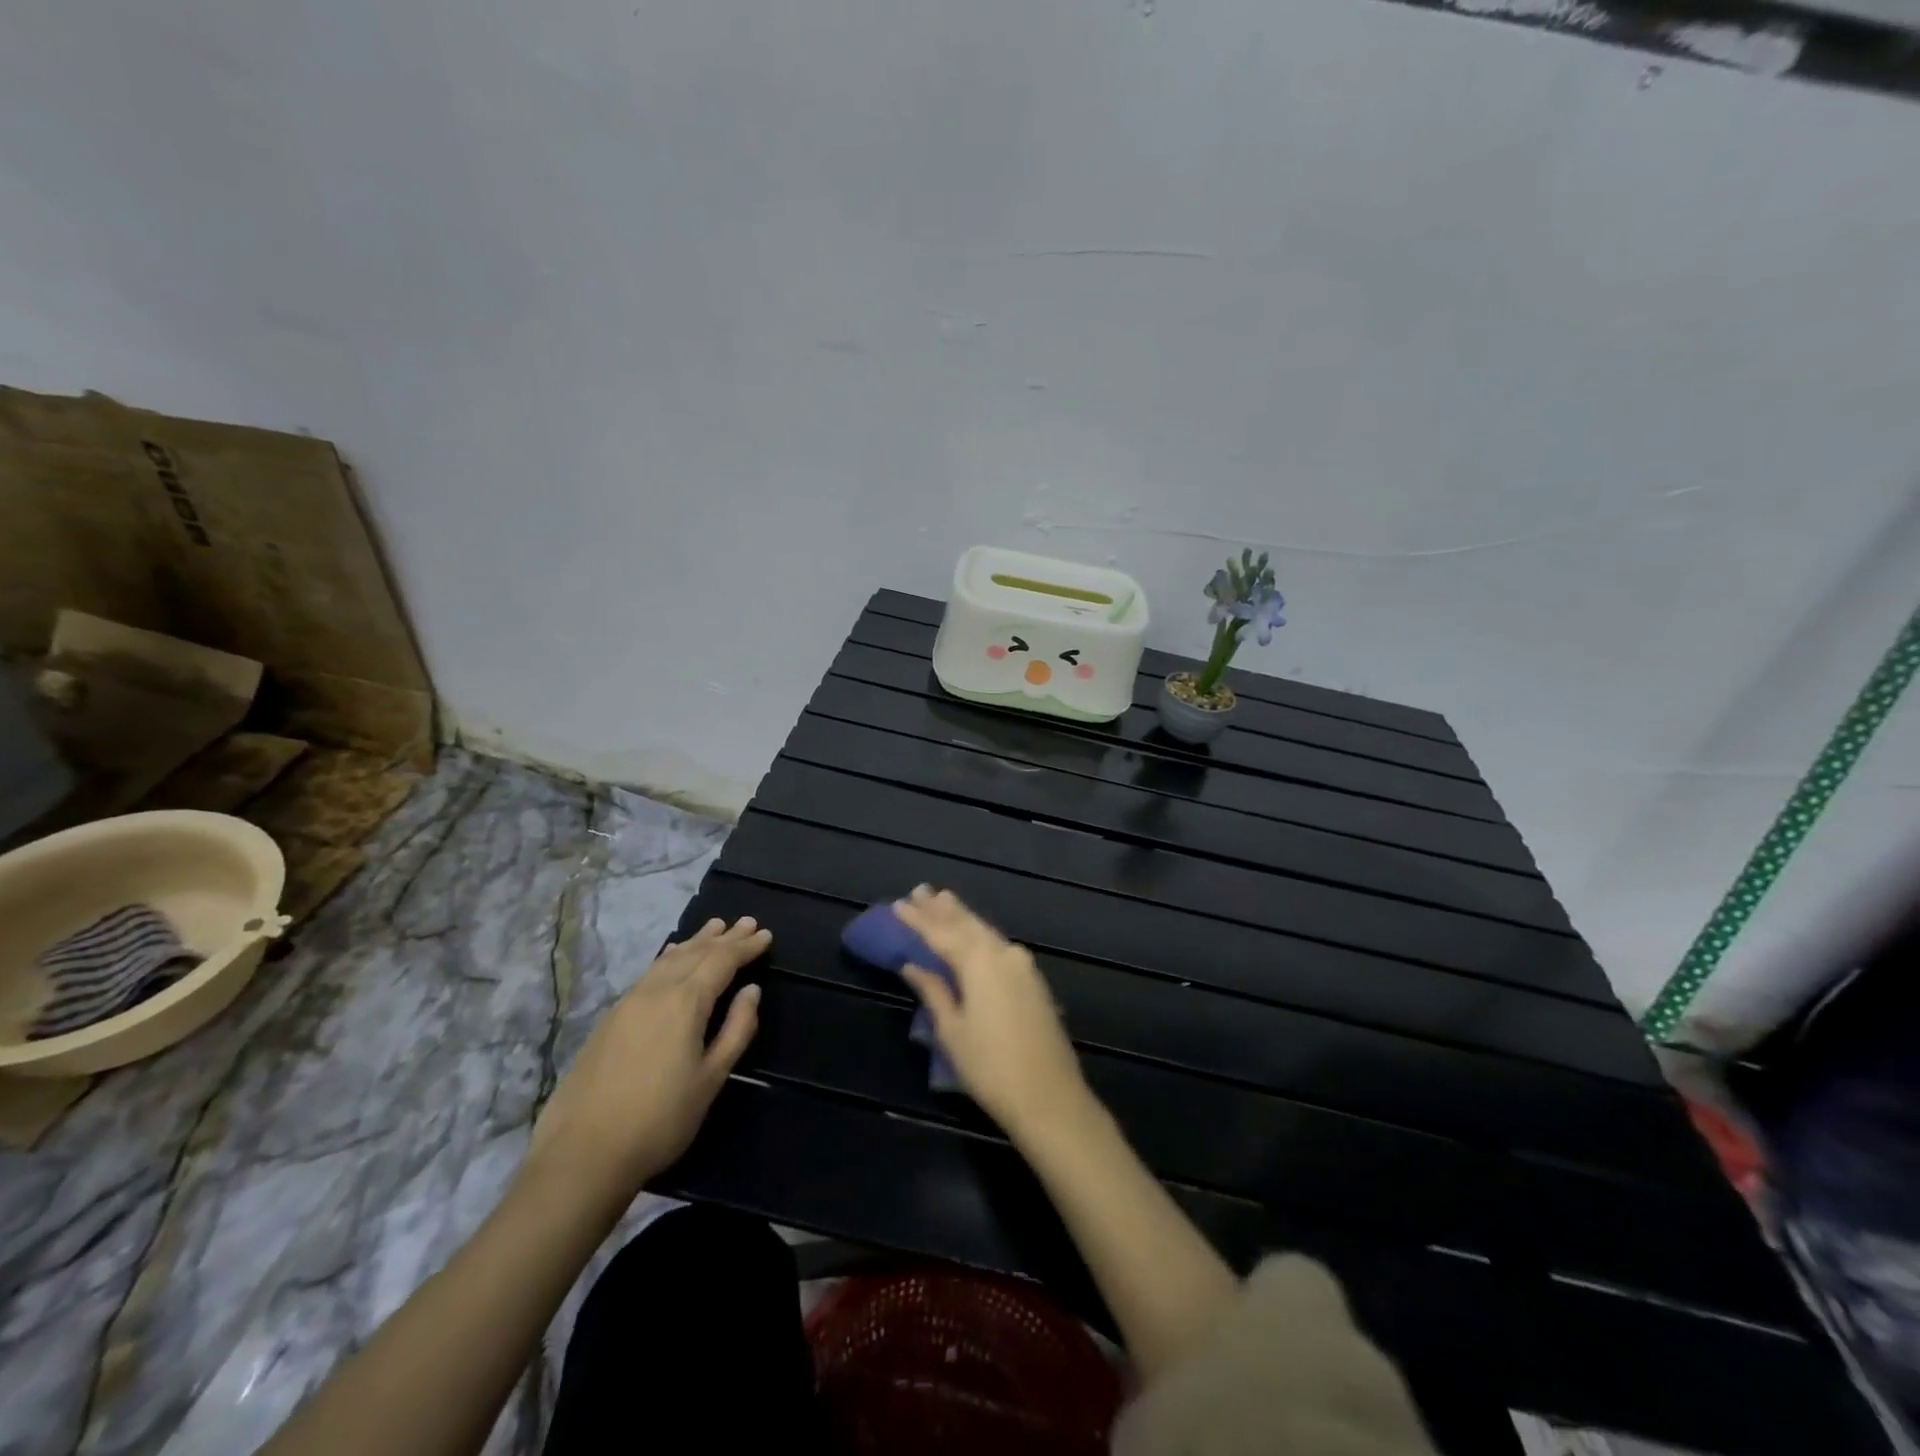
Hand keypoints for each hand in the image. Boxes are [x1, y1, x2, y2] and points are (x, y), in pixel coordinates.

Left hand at [528, 916, 768, 1203]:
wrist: (583, 1154)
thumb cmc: (660, 1119)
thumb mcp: (711, 1078)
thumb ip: (736, 1029)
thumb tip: (751, 991)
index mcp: (685, 1002)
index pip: (722, 961)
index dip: (745, 947)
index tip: (765, 934)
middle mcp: (656, 991)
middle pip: (695, 953)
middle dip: (724, 938)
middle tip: (746, 922)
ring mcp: (629, 1002)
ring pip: (669, 959)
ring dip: (695, 942)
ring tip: (714, 928)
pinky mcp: (610, 1018)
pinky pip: (650, 972)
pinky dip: (669, 957)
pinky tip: (671, 955)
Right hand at [895, 886, 1087, 1139]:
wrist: (1050, 1097)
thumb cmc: (991, 1067)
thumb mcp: (952, 1030)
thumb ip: (934, 990)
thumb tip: (912, 964)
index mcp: (980, 961)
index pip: (941, 933)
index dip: (918, 919)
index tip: (898, 904)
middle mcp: (1003, 953)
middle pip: (967, 924)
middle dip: (942, 909)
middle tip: (920, 890)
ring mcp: (1023, 965)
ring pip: (985, 932)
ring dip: (962, 917)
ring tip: (943, 900)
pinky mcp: (1033, 980)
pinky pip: (999, 945)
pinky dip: (980, 935)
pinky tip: (973, 933)